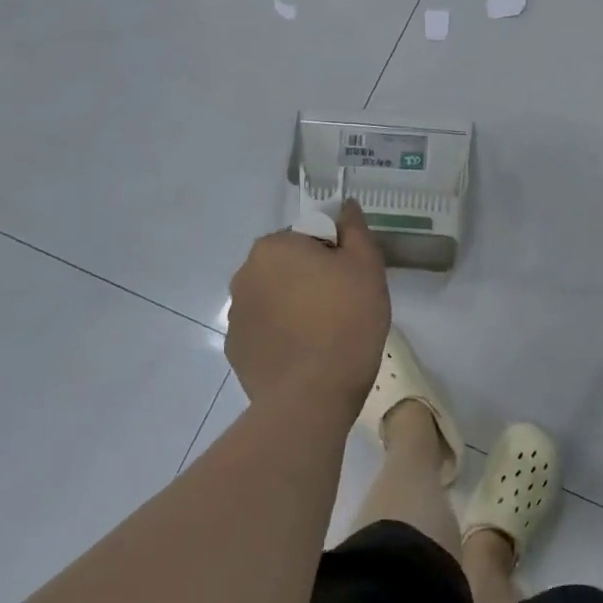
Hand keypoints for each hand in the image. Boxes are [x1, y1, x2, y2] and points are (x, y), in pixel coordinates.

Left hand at [226, 201, 390, 418]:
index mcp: (274, 247)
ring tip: (325, 334)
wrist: (311, 397)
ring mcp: (236, 314)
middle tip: (343, 305)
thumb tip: (345, 205)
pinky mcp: (236, 349)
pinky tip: (306, 354)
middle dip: (312, 277)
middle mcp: (245, 273)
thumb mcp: (366, 266)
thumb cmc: (346, 321)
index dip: (336, 254)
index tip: (352, 280)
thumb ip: (355, 229)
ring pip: (276, 296)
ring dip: (295, 304)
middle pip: (289, 264)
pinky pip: (265, 328)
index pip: (311, 235)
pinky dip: (283, 333)